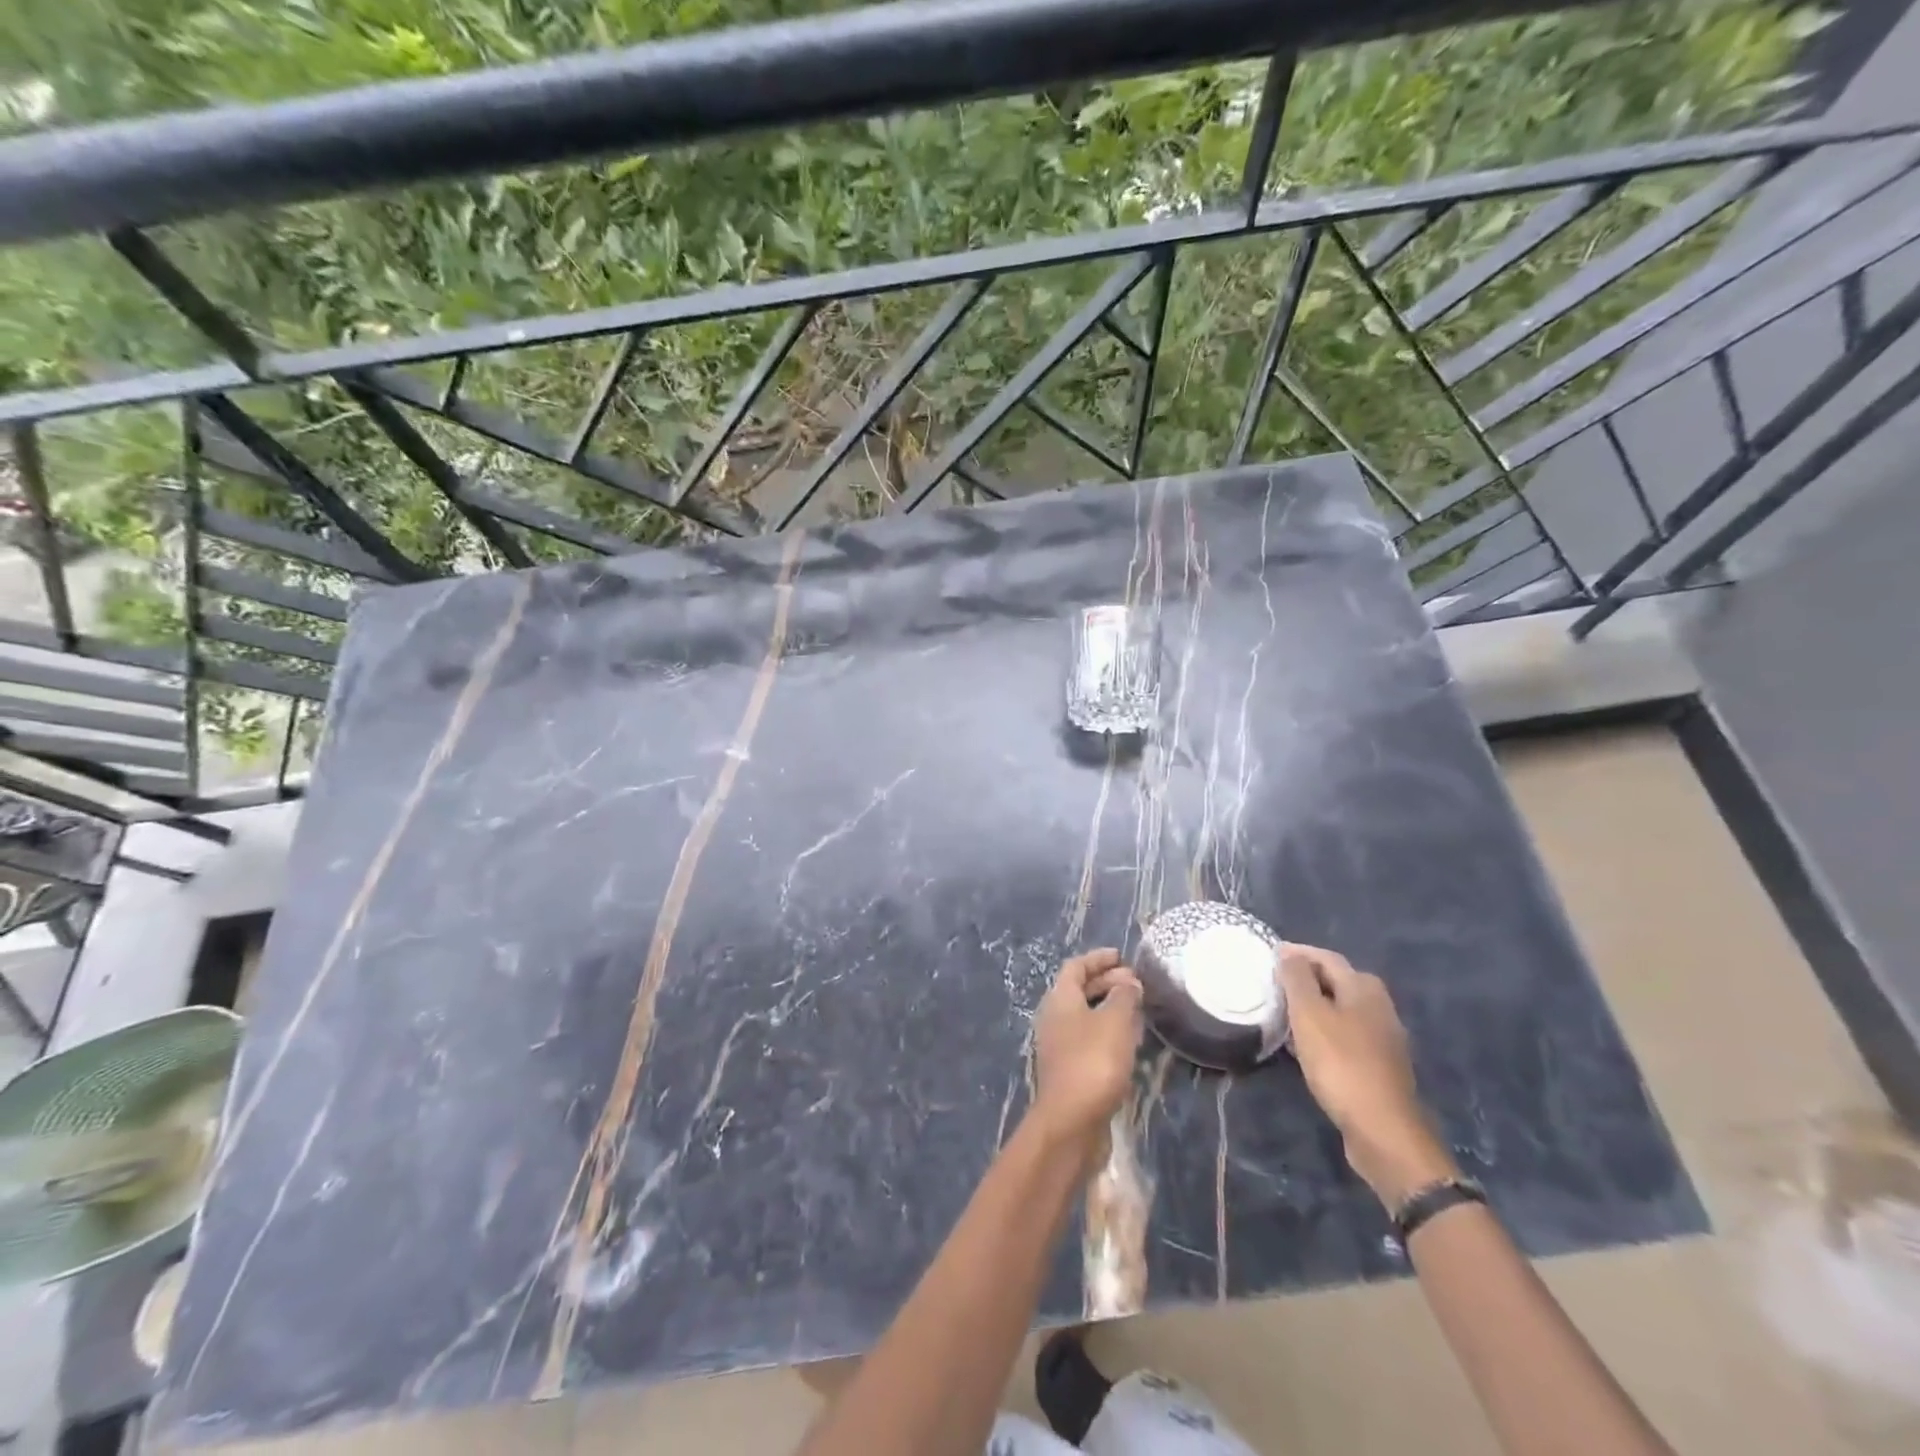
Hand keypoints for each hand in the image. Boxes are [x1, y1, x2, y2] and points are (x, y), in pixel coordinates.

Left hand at [1031, 948, 1142, 1145]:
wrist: (1071, 1122)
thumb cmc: (1093, 1062)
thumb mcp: (1115, 1022)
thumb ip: (1124, 997)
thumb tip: (1129, 982)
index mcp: (1059, 999)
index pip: (1075, 967)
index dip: (1098, 958)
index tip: (1122, 956)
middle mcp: (1054, 1018)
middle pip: (1079, 990)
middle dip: (1107, 982)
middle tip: (1136, 982)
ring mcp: (1060, 1045)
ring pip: (1086, 1016)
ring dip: (1109, 1008)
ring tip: (1138, 1008)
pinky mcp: (1070, 1070)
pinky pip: (1090, 1039)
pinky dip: (1108, 1031)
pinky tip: (1129, 1041)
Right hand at [1279, 942, 1456, 1207]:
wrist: (1382, 1129)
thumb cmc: (1341, 1063)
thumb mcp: (1309, 1014)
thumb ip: (1297, 979)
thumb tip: (1289, 954)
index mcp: (1364, 988)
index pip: (1326, 957)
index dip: (1297, 953)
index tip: (1269, 954)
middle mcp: (1380, 1006)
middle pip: (1337, 981)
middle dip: (1306, 978)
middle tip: (1275, 983)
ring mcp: (1383, 1038)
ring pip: (1341, 1009)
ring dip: (1314, 1006)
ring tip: (1284, 1012)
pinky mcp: (1379, 1065)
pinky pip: (1345, 1035)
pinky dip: (1323, 1031)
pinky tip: (1305, 1045)